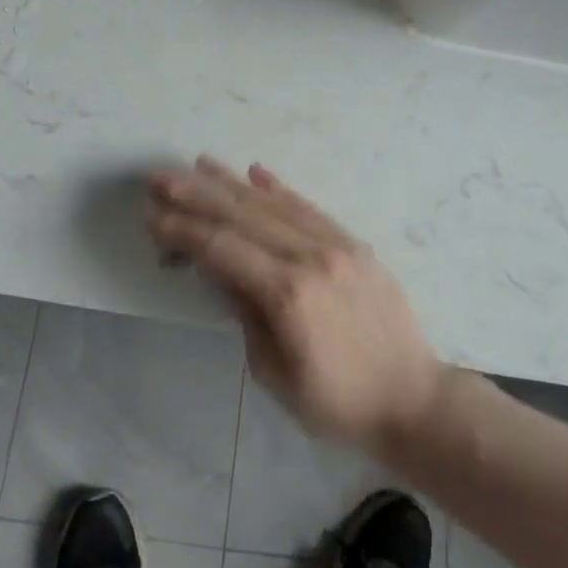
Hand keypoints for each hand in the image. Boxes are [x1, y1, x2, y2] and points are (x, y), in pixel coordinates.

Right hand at [148, 157, 445, 457]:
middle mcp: (310, 257)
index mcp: (287, 294)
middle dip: (198, 194)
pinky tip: (257, 173)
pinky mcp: (354, 244)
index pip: (222, 248)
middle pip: (243, 216)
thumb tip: (220, 271)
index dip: (184, 230)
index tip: (154, 216)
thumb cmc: (337, 403)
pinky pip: (310, 208)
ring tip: (200, 164)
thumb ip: (245, 315)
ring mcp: (336, 245)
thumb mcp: (275, 374)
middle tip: (162, 177)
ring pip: (274, 204)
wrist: (414, 399)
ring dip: (233, 183)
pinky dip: (279, 189)